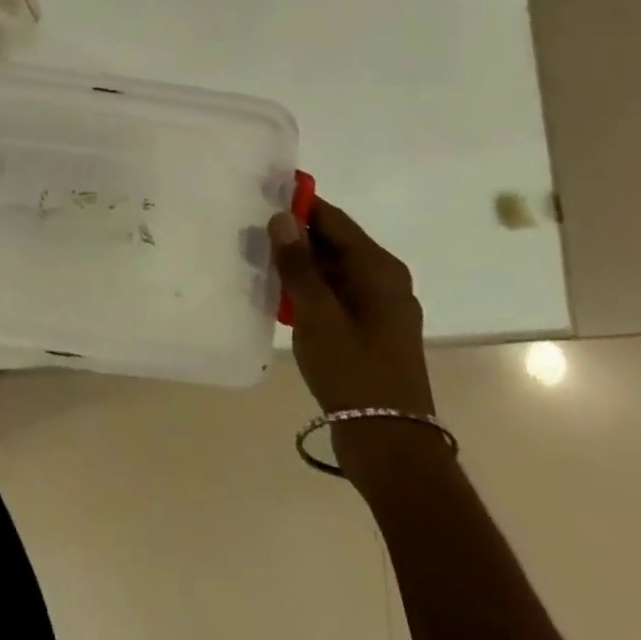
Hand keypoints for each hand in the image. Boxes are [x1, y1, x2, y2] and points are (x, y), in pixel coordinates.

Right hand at [270, 196, 435, 431]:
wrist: (389, 443)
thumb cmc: (353, 371)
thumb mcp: (317, 314)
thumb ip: (298, 264)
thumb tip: (282, 217)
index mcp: (378, 268)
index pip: (333, 219)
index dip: (298, 206)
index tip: (260, 197)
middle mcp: (384, 279)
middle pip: (334, 242)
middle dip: (294, 236)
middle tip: (251, 232)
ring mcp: (379, 306)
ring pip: (333, 268)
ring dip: (299, 265)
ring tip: (257, 261)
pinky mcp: (371, 329)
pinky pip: (336, 293)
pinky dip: (310, 289)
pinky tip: (279, 296)